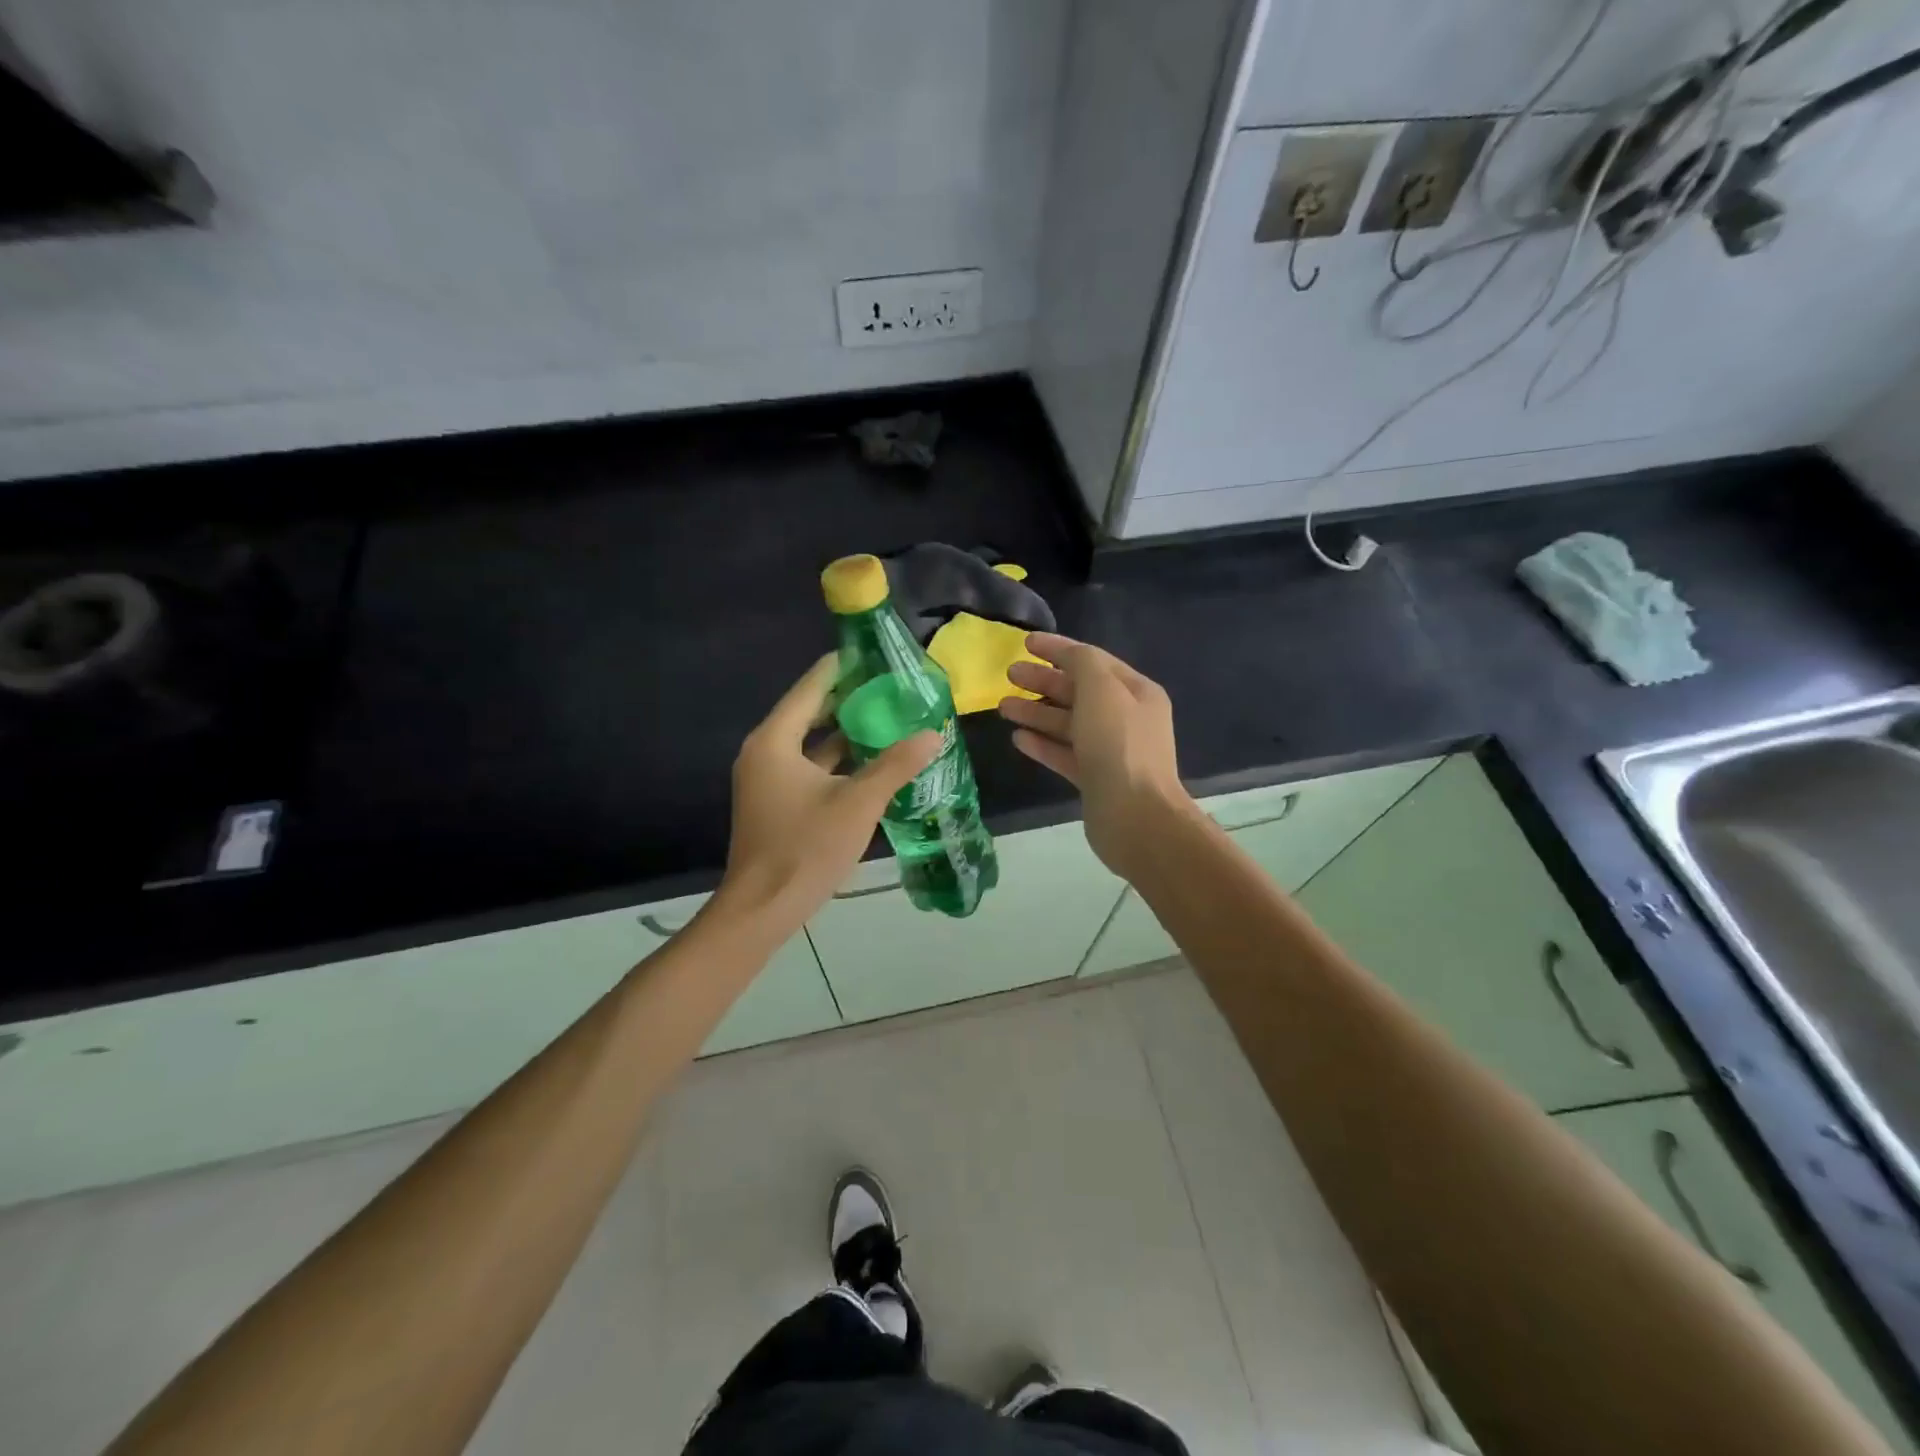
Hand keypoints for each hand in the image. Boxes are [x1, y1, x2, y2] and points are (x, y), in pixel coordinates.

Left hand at [719, 655, 938, 927]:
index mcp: (775, 741)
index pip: (811, 687)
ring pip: (810, 743)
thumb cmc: (806, 848)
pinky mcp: (775, 801)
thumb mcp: (858, 803)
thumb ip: (896, 765)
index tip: (873, 652)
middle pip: (810, 712)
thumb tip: (933, 735)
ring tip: (887, 718)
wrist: (763, 908)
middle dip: (848, 699)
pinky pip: (808, 767)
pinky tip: (870, 762)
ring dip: (845, 732)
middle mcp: (765, 752)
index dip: (842, 667)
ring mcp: (767, 779)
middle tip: (889, 686)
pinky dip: (836, 761)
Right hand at [998, 633, 1194, 878]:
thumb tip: (1067, 657)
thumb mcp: (1101, 689)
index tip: (1025, 642)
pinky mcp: (1094, 779)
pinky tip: (1018, 739)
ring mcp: (1110, 751)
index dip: (1059, 649)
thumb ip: (1082, 663)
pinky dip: (1042, 744)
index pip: (1092, 660)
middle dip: (1043, 681)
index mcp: (1135, 692)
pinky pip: (1064, 754)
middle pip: (1078, 692)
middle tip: (1009, 674)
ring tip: (1003, 707)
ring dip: (1036, 712)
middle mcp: (1125, 718)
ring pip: (1067, 724)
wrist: (1135, 816)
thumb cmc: (1118, 744)